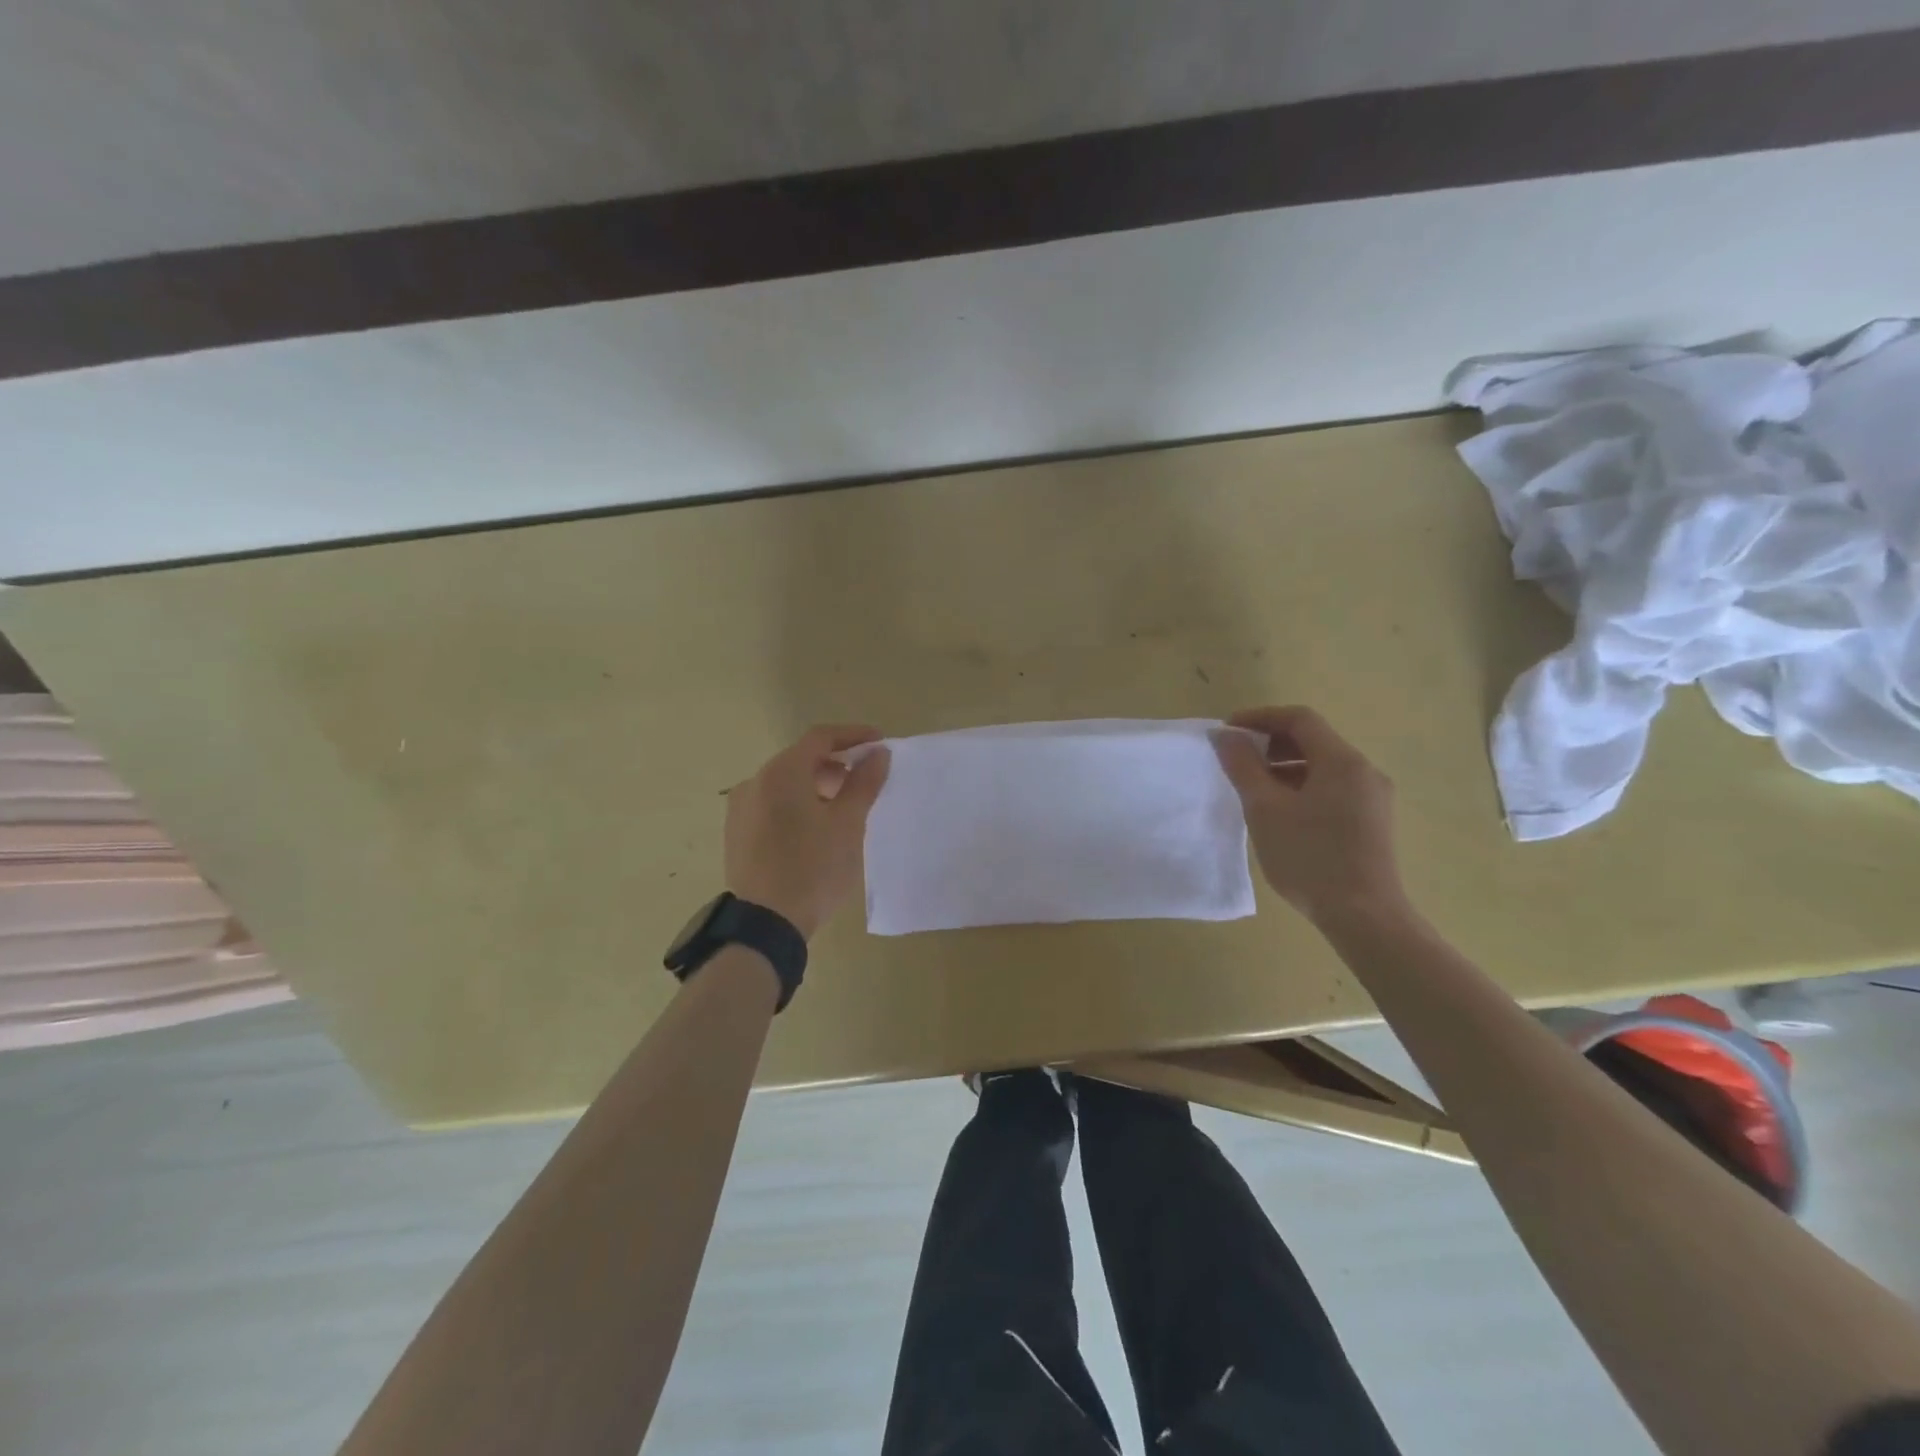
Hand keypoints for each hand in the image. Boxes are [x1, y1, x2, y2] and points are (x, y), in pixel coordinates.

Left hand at [724, 725, 890, 939]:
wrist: (765, 924)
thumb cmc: (814, 868)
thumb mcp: (848, 824)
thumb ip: (864, 782)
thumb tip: (877, 754)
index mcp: (781, 772)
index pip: (821, 738)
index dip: (853, 736)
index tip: (880, 744)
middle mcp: (755, 781)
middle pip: (800, 759)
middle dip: (836, 764)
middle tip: (864, 780)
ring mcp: (741, 808)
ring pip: (785, 783)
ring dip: (816, 786)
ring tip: (842, 808)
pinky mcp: (737, 832)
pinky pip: (772, 804)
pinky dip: (796, 804)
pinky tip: (814, 829)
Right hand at [1212, 706, 1405, 926]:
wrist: (1364, 916)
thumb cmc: (1309, 857)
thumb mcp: (1265, 809)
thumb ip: (1243, 766)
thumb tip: (1225, 736)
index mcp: (1342, 761)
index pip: (1299, 719)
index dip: (1260, 718)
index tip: (1228, 731)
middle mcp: (1364, 771)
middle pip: (1314, 740)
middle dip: (1271, 743)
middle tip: (1237, 759)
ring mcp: (1373, 798)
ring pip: (1323, 766)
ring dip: (1285, 767)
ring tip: (1253, 788)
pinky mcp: (1372, 822)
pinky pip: (1333, 788)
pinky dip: (1302, 787)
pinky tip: (1281, 812)